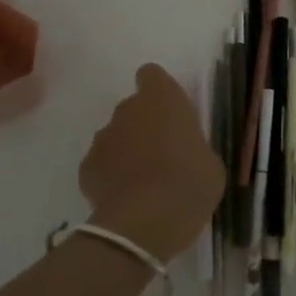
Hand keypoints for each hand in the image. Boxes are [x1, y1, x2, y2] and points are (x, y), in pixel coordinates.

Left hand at [80, 64, 223, 263]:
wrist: (146, 221)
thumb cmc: (190, 183)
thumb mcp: (209, 163)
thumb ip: (192, 146)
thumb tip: (186, 153)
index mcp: (163, 98)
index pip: (151, 75)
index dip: (158, 91)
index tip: (169, 113)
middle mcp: (128, 109)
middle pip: (132, 108)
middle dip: (142, 125)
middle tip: (161, 155)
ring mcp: (102, 137)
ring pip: (114, 136)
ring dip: (125, 151)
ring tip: (142, 182)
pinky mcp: (86, 167)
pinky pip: (100, 164)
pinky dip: (109, 176)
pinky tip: (124, 198)